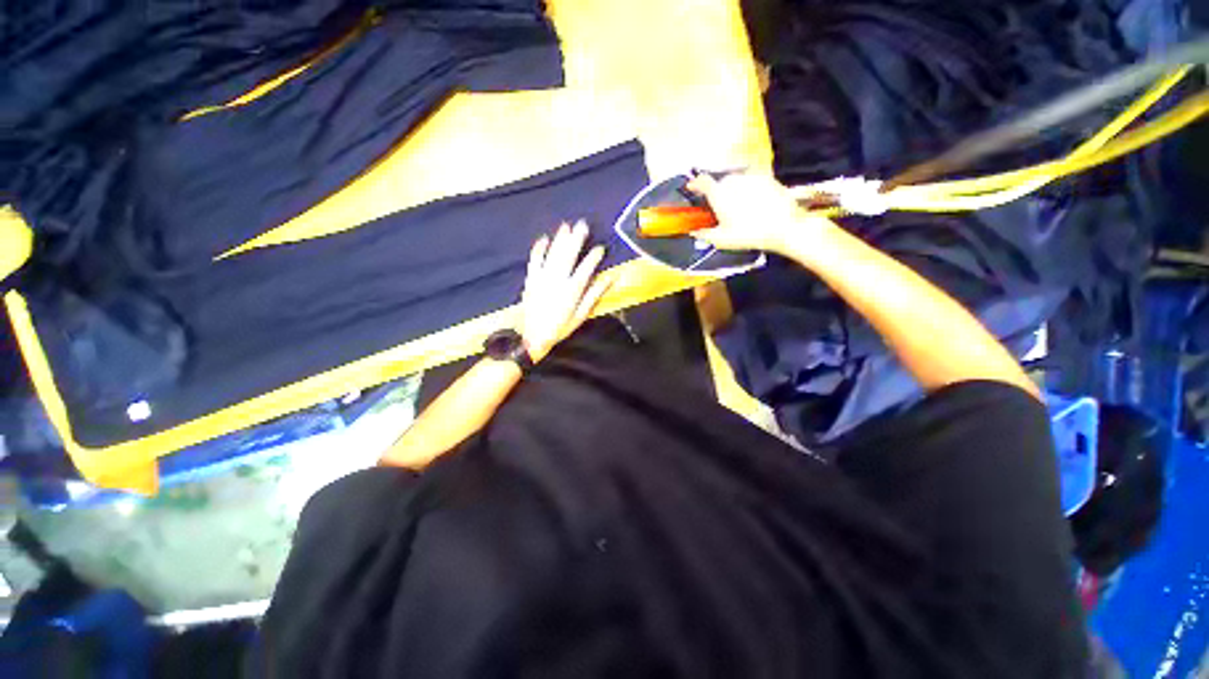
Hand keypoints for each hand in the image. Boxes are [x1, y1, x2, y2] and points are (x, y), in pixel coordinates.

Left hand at [519, 221, 612, 361]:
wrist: (533, 336)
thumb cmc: (560, 327)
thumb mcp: (581, 315)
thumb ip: (594, 295)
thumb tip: (611, 278)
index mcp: (572, 290)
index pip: (586, 268)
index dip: (594, 257)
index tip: (600, 248)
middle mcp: (557, 280)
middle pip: (568, 255)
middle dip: (576, 239)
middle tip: (583, 224)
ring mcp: (542, 278)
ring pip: (553, 254)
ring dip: (560, 239)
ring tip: (566, 226)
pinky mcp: (530, 279)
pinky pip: (534, 260)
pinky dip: (538, 249)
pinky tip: (543, 238)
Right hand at [687, 172, 833, 254]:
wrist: (784, 227)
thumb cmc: (749, 234)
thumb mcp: (722, 239)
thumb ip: (704, 234)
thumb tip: (693, 232)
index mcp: (719, 193)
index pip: (702, 181)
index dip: (695, 184)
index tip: (692, 188)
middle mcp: (733, 180)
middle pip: (720, 181)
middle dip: (716, 191)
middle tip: (718, 205)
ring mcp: (751, 177)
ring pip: (736, 180)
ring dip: (732, 189)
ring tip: (736, 205)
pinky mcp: (767, 178)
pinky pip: (751, 181)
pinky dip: (747, 189)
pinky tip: (752, 203)